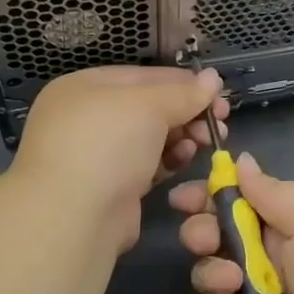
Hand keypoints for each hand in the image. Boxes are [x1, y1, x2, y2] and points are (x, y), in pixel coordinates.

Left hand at [11, 66, 229, 253]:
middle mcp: (86, 117)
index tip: (217, 92)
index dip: (182, 82)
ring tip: (206, 141)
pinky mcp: (110, 187)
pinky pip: (146, 165)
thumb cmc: (107, 144)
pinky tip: (187, 159)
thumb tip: (213, 78)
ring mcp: (96, 155)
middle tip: (220, 121)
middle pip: (148, 107)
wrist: (73, 217)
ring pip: (150, 138)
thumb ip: (183, 92)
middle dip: (186, 112)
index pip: (143, 76)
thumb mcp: (148, 106)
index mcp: (84, 87)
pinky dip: (168, 160)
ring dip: (181, 136)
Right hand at [170, 153, 293, 293]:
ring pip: (210, 272)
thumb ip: (272, 190)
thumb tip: (240, 160)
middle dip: (201, 230)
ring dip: (210, 269)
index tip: (185, 197)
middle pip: (218, 235)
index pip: (241, 201)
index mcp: (293, 224)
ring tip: (231, 279)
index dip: (211, 196)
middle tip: (204, 238)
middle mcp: (273, 258)